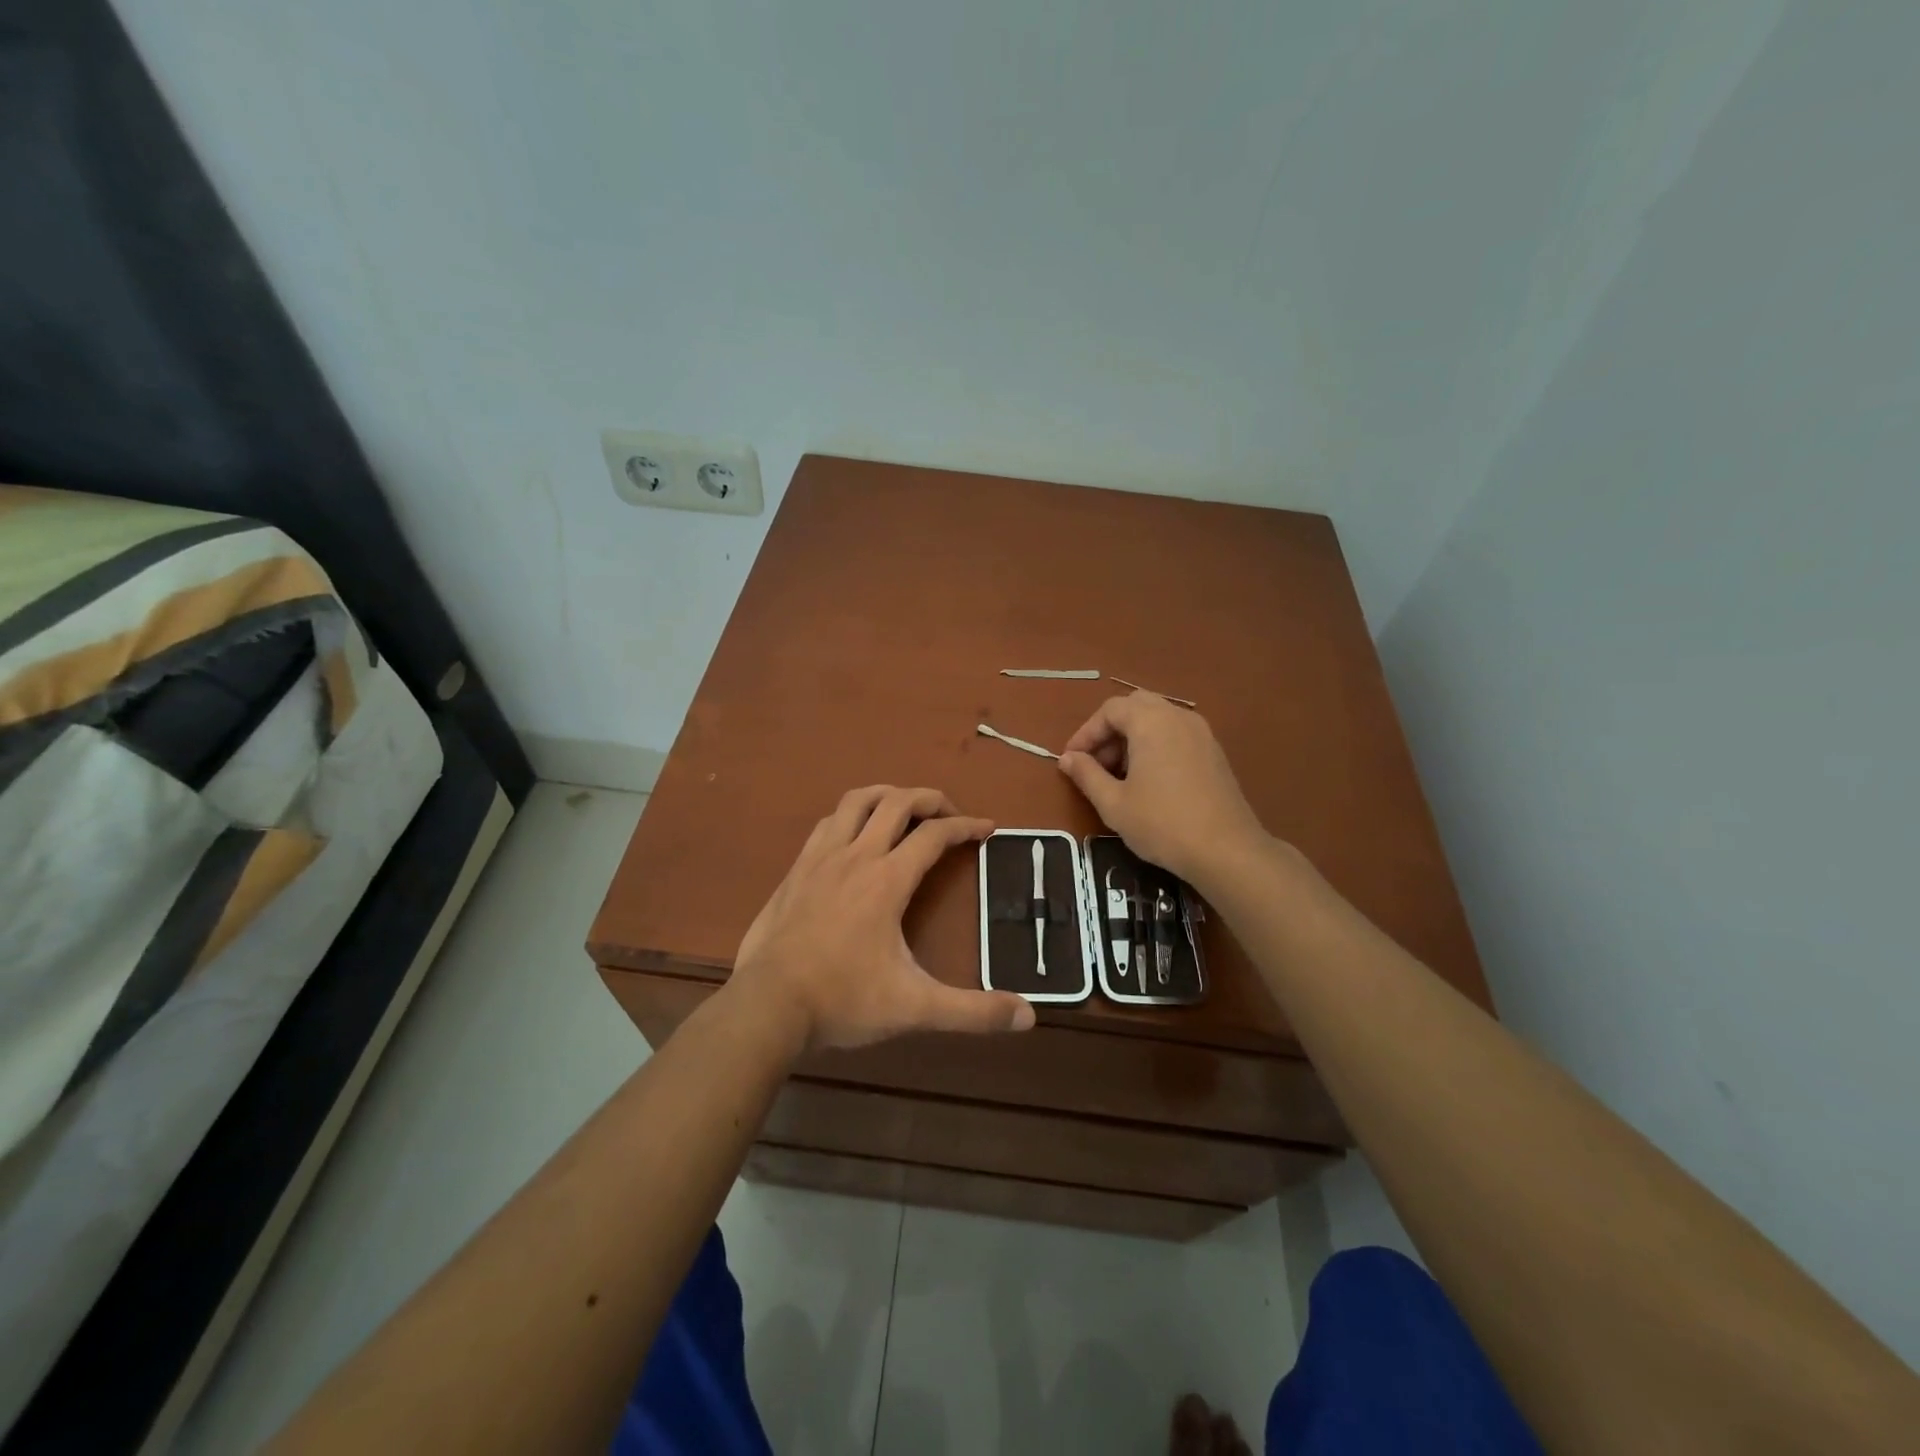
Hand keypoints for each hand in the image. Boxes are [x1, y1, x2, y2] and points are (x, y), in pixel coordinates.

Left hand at [731, 786, 1036, 1051]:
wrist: (767, 1005)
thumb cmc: (843, 1000)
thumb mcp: (915, 1008)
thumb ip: (972, 1012)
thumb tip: (1029, 1016)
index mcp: (887, 879)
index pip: (935, 834)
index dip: (966, 826)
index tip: (987, 828)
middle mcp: (855, 856)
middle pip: (897, 802)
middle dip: (930, 799)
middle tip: (950, 814)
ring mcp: (820, 858)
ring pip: (857, 801)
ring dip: (887, 795)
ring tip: (905, 810)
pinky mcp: (796, 869)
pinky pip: (828, 822)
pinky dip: (851, 815)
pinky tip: (854, 835)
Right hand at [1057, 693, 1267, 883]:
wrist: (1226, 850)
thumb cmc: (1162, 823)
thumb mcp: (1113, 803)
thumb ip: (1087, 775)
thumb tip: (1067, 759)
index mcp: (1151, 722)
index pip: (1110, 710)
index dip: (1086, 733)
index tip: (1072, 760)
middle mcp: (1178, 717)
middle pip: (1136, 707)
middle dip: (1111, 731)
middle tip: (1096, 763)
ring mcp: (1202, 733)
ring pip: (1158, 720)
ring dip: (1133, 738)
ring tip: (1120, 775)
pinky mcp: (1214, 752)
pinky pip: (1177, 735)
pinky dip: (1156, 746)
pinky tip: (1149, 781)